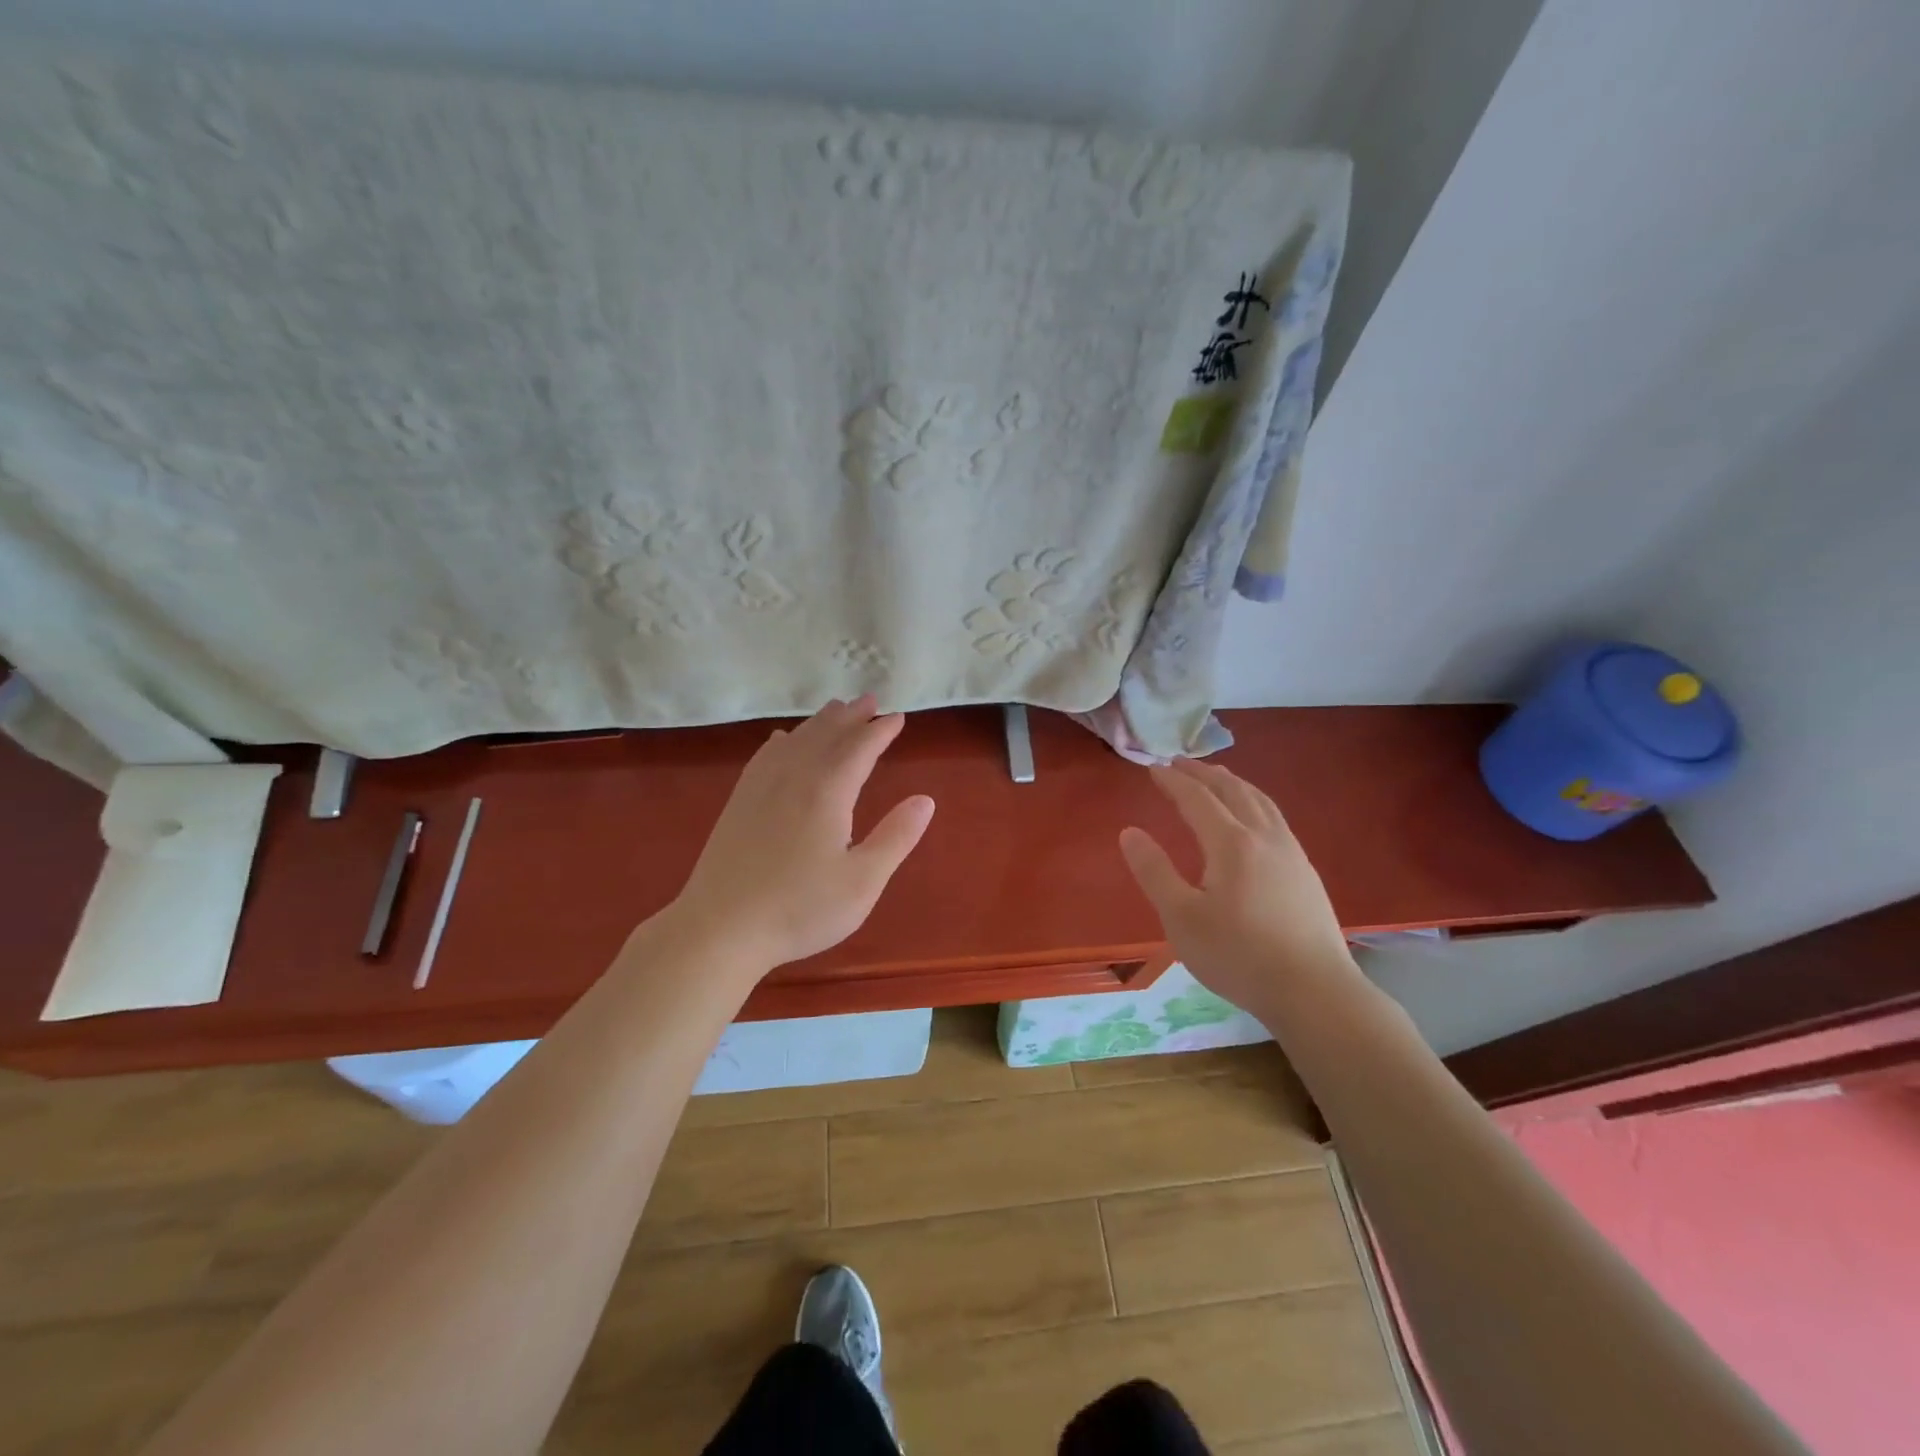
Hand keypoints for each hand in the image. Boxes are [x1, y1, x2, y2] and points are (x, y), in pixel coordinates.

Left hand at [669, 696, 934, 971]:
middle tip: (870, 700)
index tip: (897, 717)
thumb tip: (925, 800)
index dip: (881, 731)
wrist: (720, 928)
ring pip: (797, 739)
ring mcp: (761, 787)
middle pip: (827, 734)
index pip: (860, 748)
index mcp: (827, 791)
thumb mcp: (862, 881)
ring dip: (820, 722)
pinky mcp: (739, 802)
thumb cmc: (799, 909)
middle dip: (852, 716)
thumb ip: (895, 837)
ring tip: (836, 709)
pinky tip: (783, 740)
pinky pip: (766, 755)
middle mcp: (794, 777)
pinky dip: (784, 740)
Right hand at [1119, 759, 1356, 1017]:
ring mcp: (1291, 854)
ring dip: (1234, 784)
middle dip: (1204, 774)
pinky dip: (1256, 802)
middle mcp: (1264, 837)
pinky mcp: (1306, 873)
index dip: (1173, 781)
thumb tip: (1130, 832)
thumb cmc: (1238, 955)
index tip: (1153, 768)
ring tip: (1218, 778)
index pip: (1197, 799)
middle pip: (1233, 791)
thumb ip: (1154, 872)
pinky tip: (1255, 819)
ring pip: (1261, 802)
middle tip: (1181, 762)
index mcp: (1231, 844)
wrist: (1314, 991)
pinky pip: (1276, 819)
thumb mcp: (1182, 918)